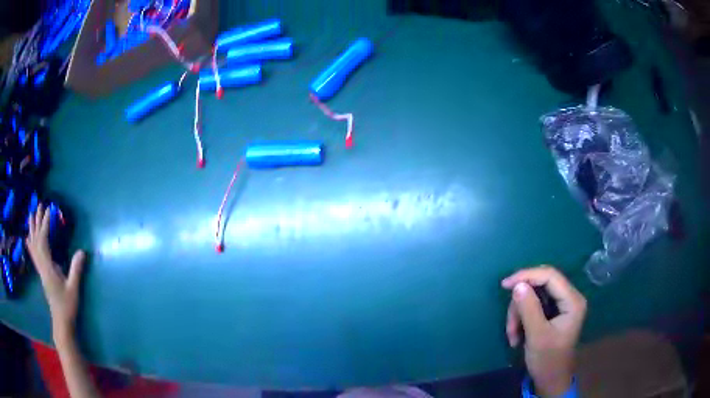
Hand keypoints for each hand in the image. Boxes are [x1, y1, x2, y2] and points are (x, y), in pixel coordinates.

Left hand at [26, 204, 86, 341]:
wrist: (61, 321)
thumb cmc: (67, 306)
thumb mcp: (73, 289)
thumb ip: (76, 270)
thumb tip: (82, 251)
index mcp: (48, 267)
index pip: (44, 241)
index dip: (45, 224)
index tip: (49, 209)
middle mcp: (42, 265)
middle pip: (36, 239)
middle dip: (38, 221)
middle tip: (40, 204)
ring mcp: (40, 269)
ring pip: (33, 245)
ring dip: (32, 228)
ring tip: (31, 214)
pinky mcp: (41, 273)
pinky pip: (33, 254)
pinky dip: (30, 243)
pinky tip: (28, 238)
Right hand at [501, 266, 586, 396]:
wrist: (550, 380)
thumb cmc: (547, 360)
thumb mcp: (537, 335)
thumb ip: (529, 309)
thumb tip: (517, 284)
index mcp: (572, 300)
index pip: (550, 276)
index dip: (527, 275)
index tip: (505, 285)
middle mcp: (569, 297)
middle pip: (541, 285)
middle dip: (521, 303)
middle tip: (510, 322)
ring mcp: (562, 305)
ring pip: (534, 296)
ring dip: (519, 314)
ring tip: (512, 336)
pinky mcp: (554, 312)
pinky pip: (533, 306)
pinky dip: (522, 318)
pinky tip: (517, 336)